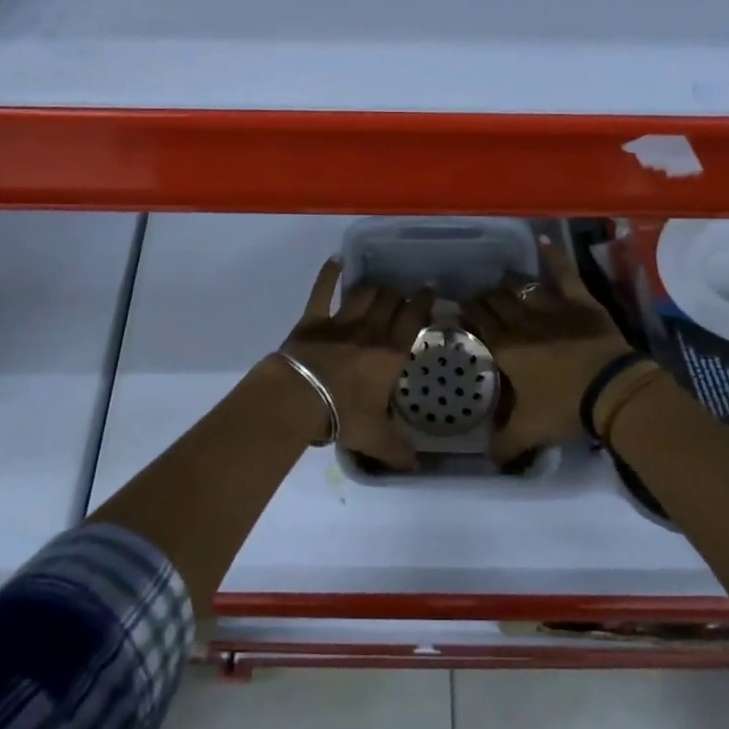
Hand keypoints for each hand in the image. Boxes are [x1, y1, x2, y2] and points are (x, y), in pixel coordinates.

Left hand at [280, 261, 434, 470]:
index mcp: (390, 352)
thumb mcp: (375, 437)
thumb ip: (397, 450)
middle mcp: (370, 330)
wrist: (299, 399)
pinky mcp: (312, 319)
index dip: (423, 302)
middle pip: (390, 300)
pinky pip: (321, 291)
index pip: (413, 318)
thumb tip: (415, 466)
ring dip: (373, 287)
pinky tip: (334, 262)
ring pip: (363, 293)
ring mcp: (340, 321)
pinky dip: (328, 274)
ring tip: (379, 286)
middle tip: (403, 293)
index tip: (429, 292)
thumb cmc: (343, 415)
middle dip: (399, 293)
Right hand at [461, 239, 633, 465]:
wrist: (611, 391)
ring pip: (522, 288)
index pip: (478, 324)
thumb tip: (488, 459)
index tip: (459, 311)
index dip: (467, 315)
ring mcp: (551, 307)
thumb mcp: (529, 432)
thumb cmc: (565, 408)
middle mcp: (522, 322)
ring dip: (508, 284)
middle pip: (496, 302)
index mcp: (505, 349)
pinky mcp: (579, 301)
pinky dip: (553, 256)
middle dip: (483, 299)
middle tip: (478, 299)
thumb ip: (504, 445)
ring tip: (500, 281)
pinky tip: (543, 238)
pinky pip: (563, 273)